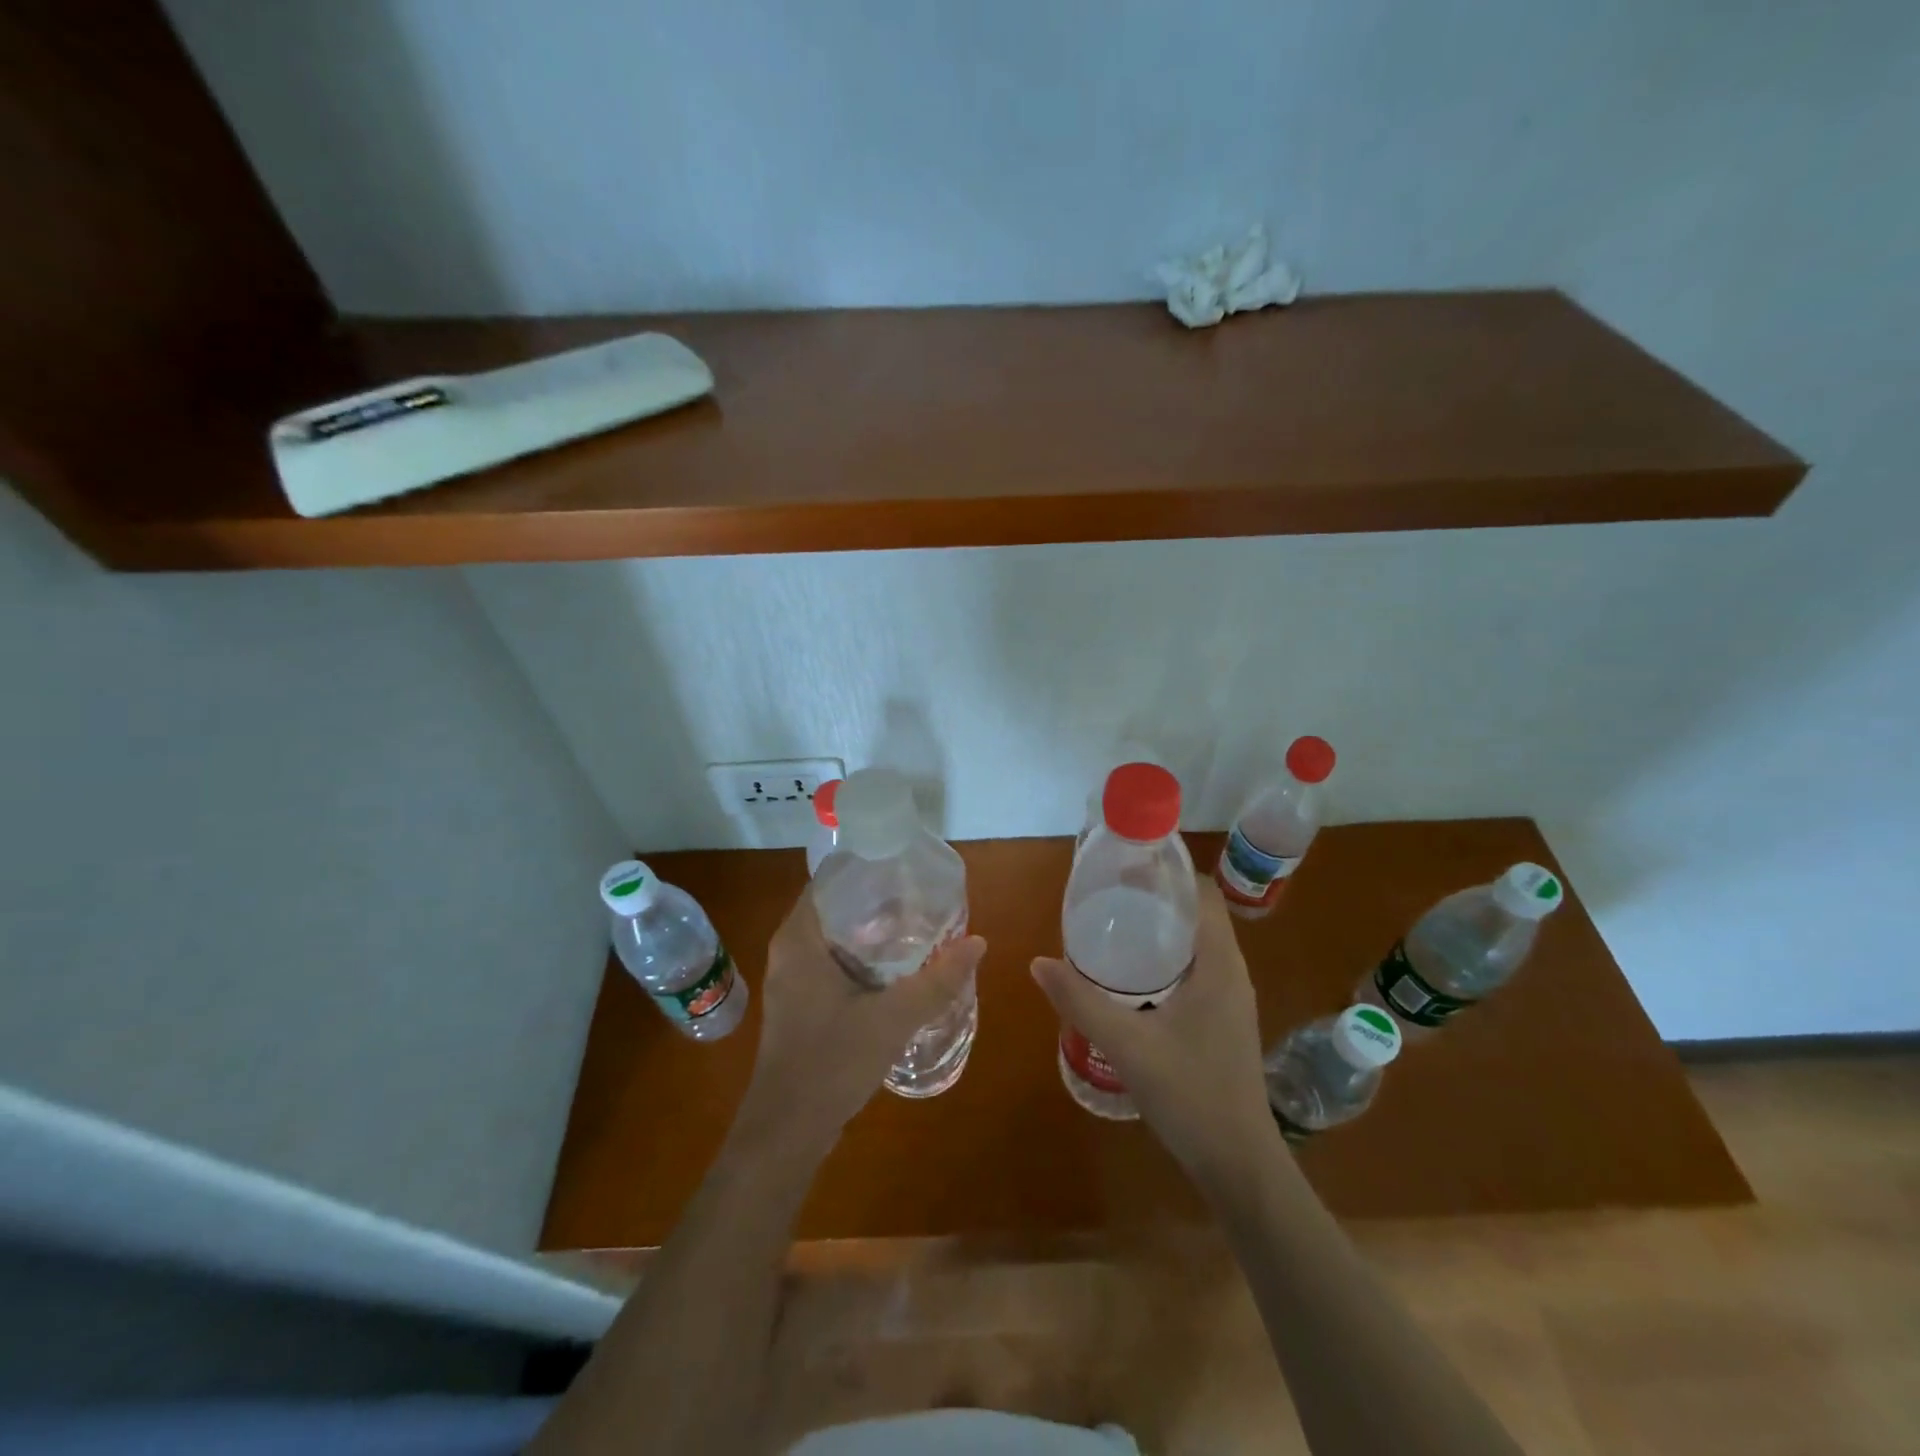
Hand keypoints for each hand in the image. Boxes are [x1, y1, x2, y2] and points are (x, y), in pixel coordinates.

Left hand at [735, 889, 985, 1159]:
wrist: (787, 1132)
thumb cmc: (831, 1063)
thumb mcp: (892, 1019)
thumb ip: (937, 981)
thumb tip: (978, 942)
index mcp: (800, 939)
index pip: (830, 880)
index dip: (867, 868)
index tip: (906, 866)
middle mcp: (790, 950)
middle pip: (836, 907)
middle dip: (878, 900)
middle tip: (922, 896)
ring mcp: (792, 978)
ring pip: (835, 937)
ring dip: (872, 931)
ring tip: (917, 924)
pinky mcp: (800, 1003)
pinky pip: (833, 962)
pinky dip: (863, 957)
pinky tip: (896, 968)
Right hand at [1031, 873, 1276, 1183]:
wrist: (1239, 1164)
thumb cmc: (1191, 1095)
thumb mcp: (1128, 1045)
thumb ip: (1081, 1001)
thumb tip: (1038, 962)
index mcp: (1219, 965)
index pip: (1202, 893)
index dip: (1168, 872)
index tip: (1125, 868)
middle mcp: (1230, 972)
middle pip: (1196, 914)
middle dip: (1154, 899)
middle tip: (1106, 897)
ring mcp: (1229, 998)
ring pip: (1195, 944)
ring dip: (1159, 930)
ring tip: (1111, 928)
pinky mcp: (1222, 1020)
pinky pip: (1194, 970)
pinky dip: (1164, 959)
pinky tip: (1129, 977)